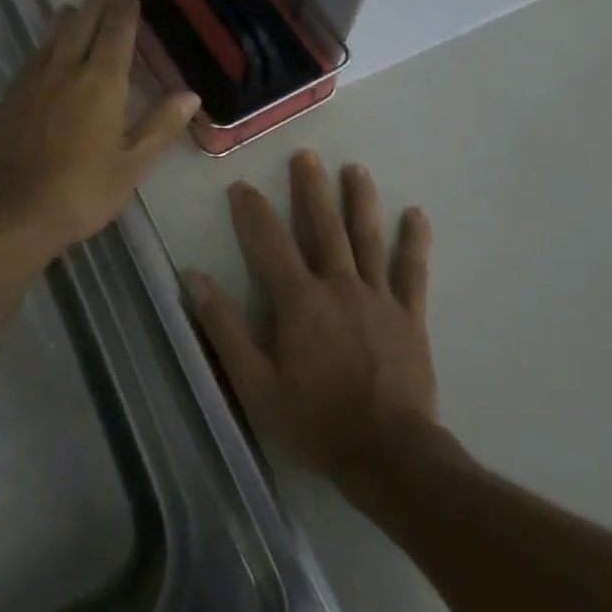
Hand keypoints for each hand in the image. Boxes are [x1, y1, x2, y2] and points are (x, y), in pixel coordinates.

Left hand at [0, 0, 198, 266]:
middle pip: (81, 25)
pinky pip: (34, 56)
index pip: (116, 33)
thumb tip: (190, 94)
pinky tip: (46, 51)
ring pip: (53, 37)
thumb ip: (160, 126)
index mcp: (102, 82)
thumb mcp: (132, 165)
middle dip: (96, 5)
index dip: (124, 12)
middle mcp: (66, 70)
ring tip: (74, 8)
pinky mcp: (10, 95)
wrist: (9, 210)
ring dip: (68, 19)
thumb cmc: (81, 191)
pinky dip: (46, 44)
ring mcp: (33, 80)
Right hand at [187, 151, 455, 486]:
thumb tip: (195, 278)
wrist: (390, 456)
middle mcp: (338, 286)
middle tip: (306, 155)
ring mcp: (378, 298)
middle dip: (311, 189)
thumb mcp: (255, 383)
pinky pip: (412, 272)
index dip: (253, 211)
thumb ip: (225, 328)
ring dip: (360, 201)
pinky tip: (416, 215)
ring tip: (355, 169)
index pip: (269, 242)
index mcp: (299, 300)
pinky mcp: (409, 316)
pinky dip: (414, 242)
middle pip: (323, 227)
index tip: (242, 185)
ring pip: (367, 238)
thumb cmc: (315, 421)